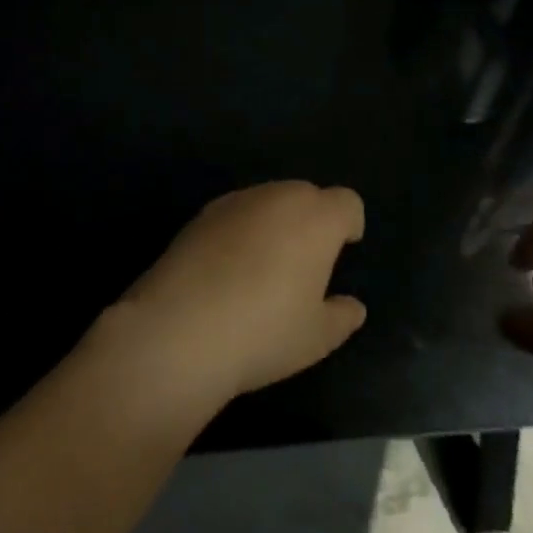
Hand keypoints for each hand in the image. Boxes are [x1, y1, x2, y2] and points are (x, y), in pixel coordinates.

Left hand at [107, 181, 366, 406]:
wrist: (179, 330)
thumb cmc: (263, 332)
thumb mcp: (316, 337)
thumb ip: (341, 316)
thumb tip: (353, 307)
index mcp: (317, 219)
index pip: (346, 202)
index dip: (349, 223)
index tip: (344, 249)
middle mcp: (279, 198)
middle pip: (307, 195)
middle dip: (312, 219)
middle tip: (305, 262)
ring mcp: (237, 201)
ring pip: (269, 200)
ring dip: (275, 222)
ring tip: (265, 266)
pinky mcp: (202, 215)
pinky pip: (236, 214)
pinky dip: (241, 230)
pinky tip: (228, 269)